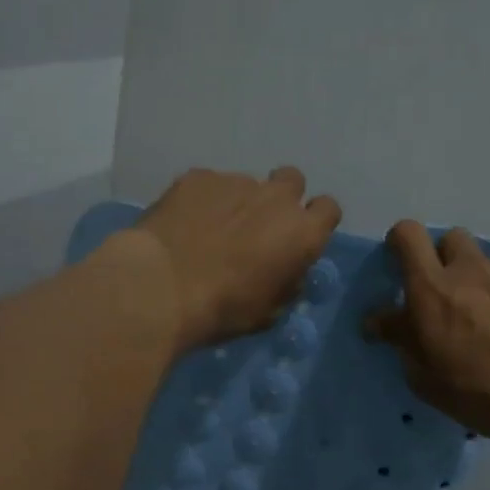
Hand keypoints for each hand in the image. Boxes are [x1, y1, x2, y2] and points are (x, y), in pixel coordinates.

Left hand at [131, 167, 342, 354]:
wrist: (160, 287)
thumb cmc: (222, 309)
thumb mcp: (268, 312)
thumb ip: (286, 283)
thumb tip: (286, 271)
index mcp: (302, 232)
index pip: (329, 209)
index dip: (315, 221)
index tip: (298, 238)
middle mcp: (276, 198)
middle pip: (292, 181)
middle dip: (281, 199)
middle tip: (259, 227)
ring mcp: (235, 181)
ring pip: (247, 185)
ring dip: (238, 203)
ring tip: (210, 231)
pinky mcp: (197, 177)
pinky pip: (210, 185)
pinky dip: (203, 201)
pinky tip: (184, 225)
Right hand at [365, 221, 489, 454]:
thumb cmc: (479, 393)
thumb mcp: (424, 377)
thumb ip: (400, 338)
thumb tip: (378, 320)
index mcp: (432, 289)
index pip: (407, 235)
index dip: (402, 242)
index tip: (405, 263)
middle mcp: (472, 267)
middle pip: (452, 239)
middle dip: (448, 261)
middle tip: (454, 298)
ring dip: (489, 285)